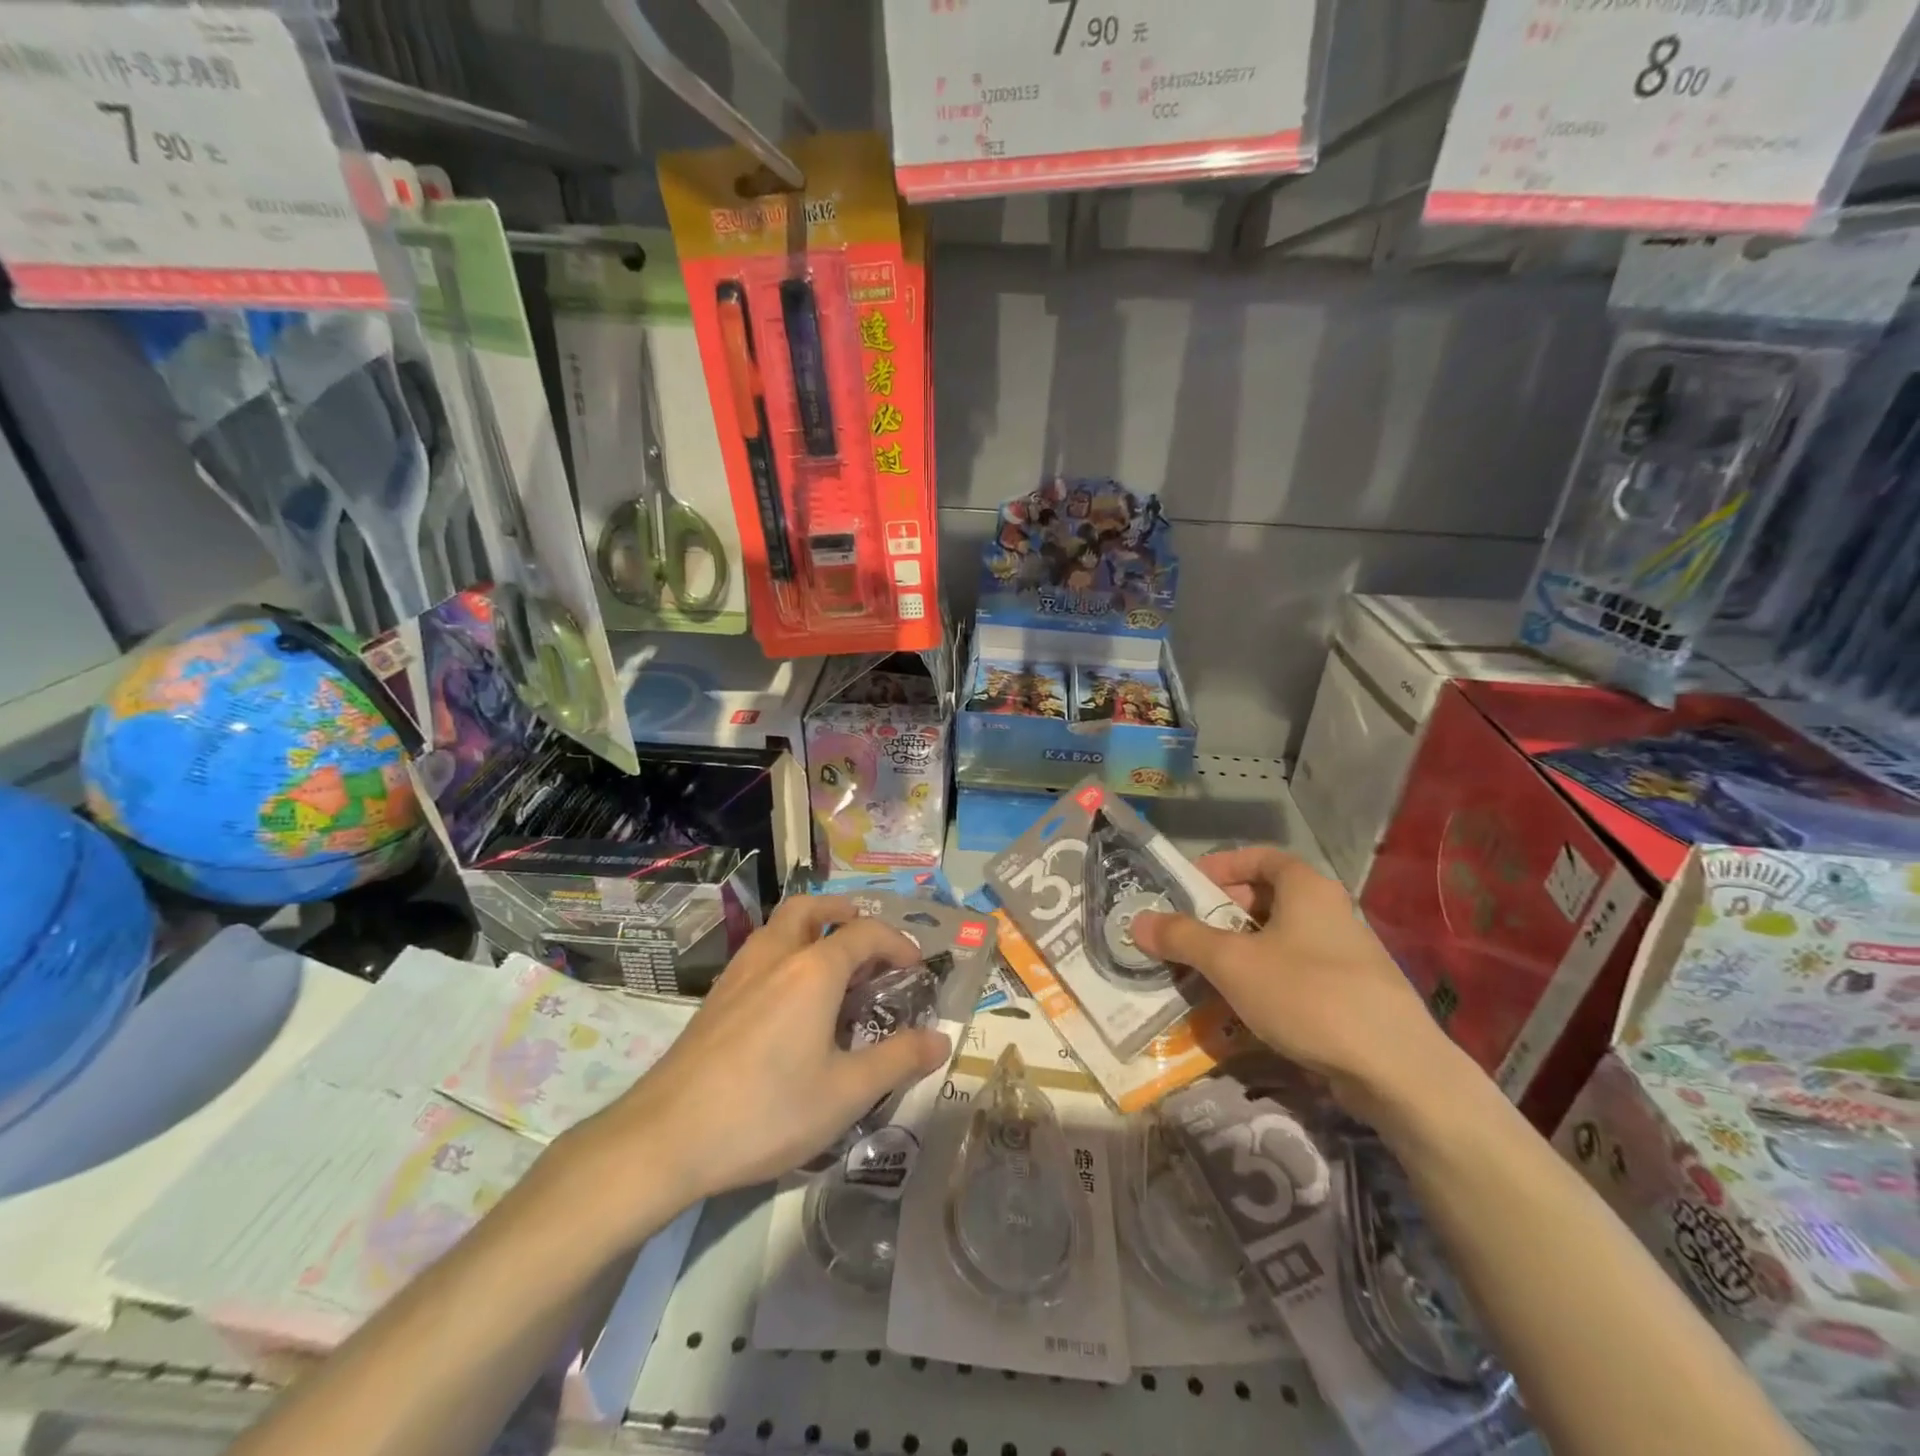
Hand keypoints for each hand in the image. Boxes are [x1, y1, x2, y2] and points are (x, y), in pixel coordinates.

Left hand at [563, 896, 951, 1223]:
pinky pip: (760, 953)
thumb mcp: (846, 1093)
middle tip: (867, 942)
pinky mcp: (716, 997)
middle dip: (844, 913)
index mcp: (813, 970)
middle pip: (811, 907)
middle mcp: (776, 956)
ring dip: (811, 929)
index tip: (915, 969)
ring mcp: (739, 973)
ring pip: (779, 926)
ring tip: (832, 968)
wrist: (665, 1138)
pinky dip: (785, 953)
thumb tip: (942, 1039)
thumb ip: (898, 1060)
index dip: (897, 944)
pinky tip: (789, 1002)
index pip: (865, 933)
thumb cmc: (767, 1111)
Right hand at [1132, 846, 1452, 1116]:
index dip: (1221, 866)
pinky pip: (1299, 972)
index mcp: (1307, 888)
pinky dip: (1268, 979)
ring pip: (1282, 939)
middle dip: (1225, 913)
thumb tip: (1137, 921)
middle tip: (1190, 933)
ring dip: (1243, 949)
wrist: (1396, 1070)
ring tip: (1209, 972)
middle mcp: (1331, 911)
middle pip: (1269, 898)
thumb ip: (1182, 938)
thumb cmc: (1307, 995)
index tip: (1188, 887)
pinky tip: (1247, 1007)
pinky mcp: (1355, 994)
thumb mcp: (1232, 963)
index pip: (1260, 857)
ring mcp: (1347, 954)